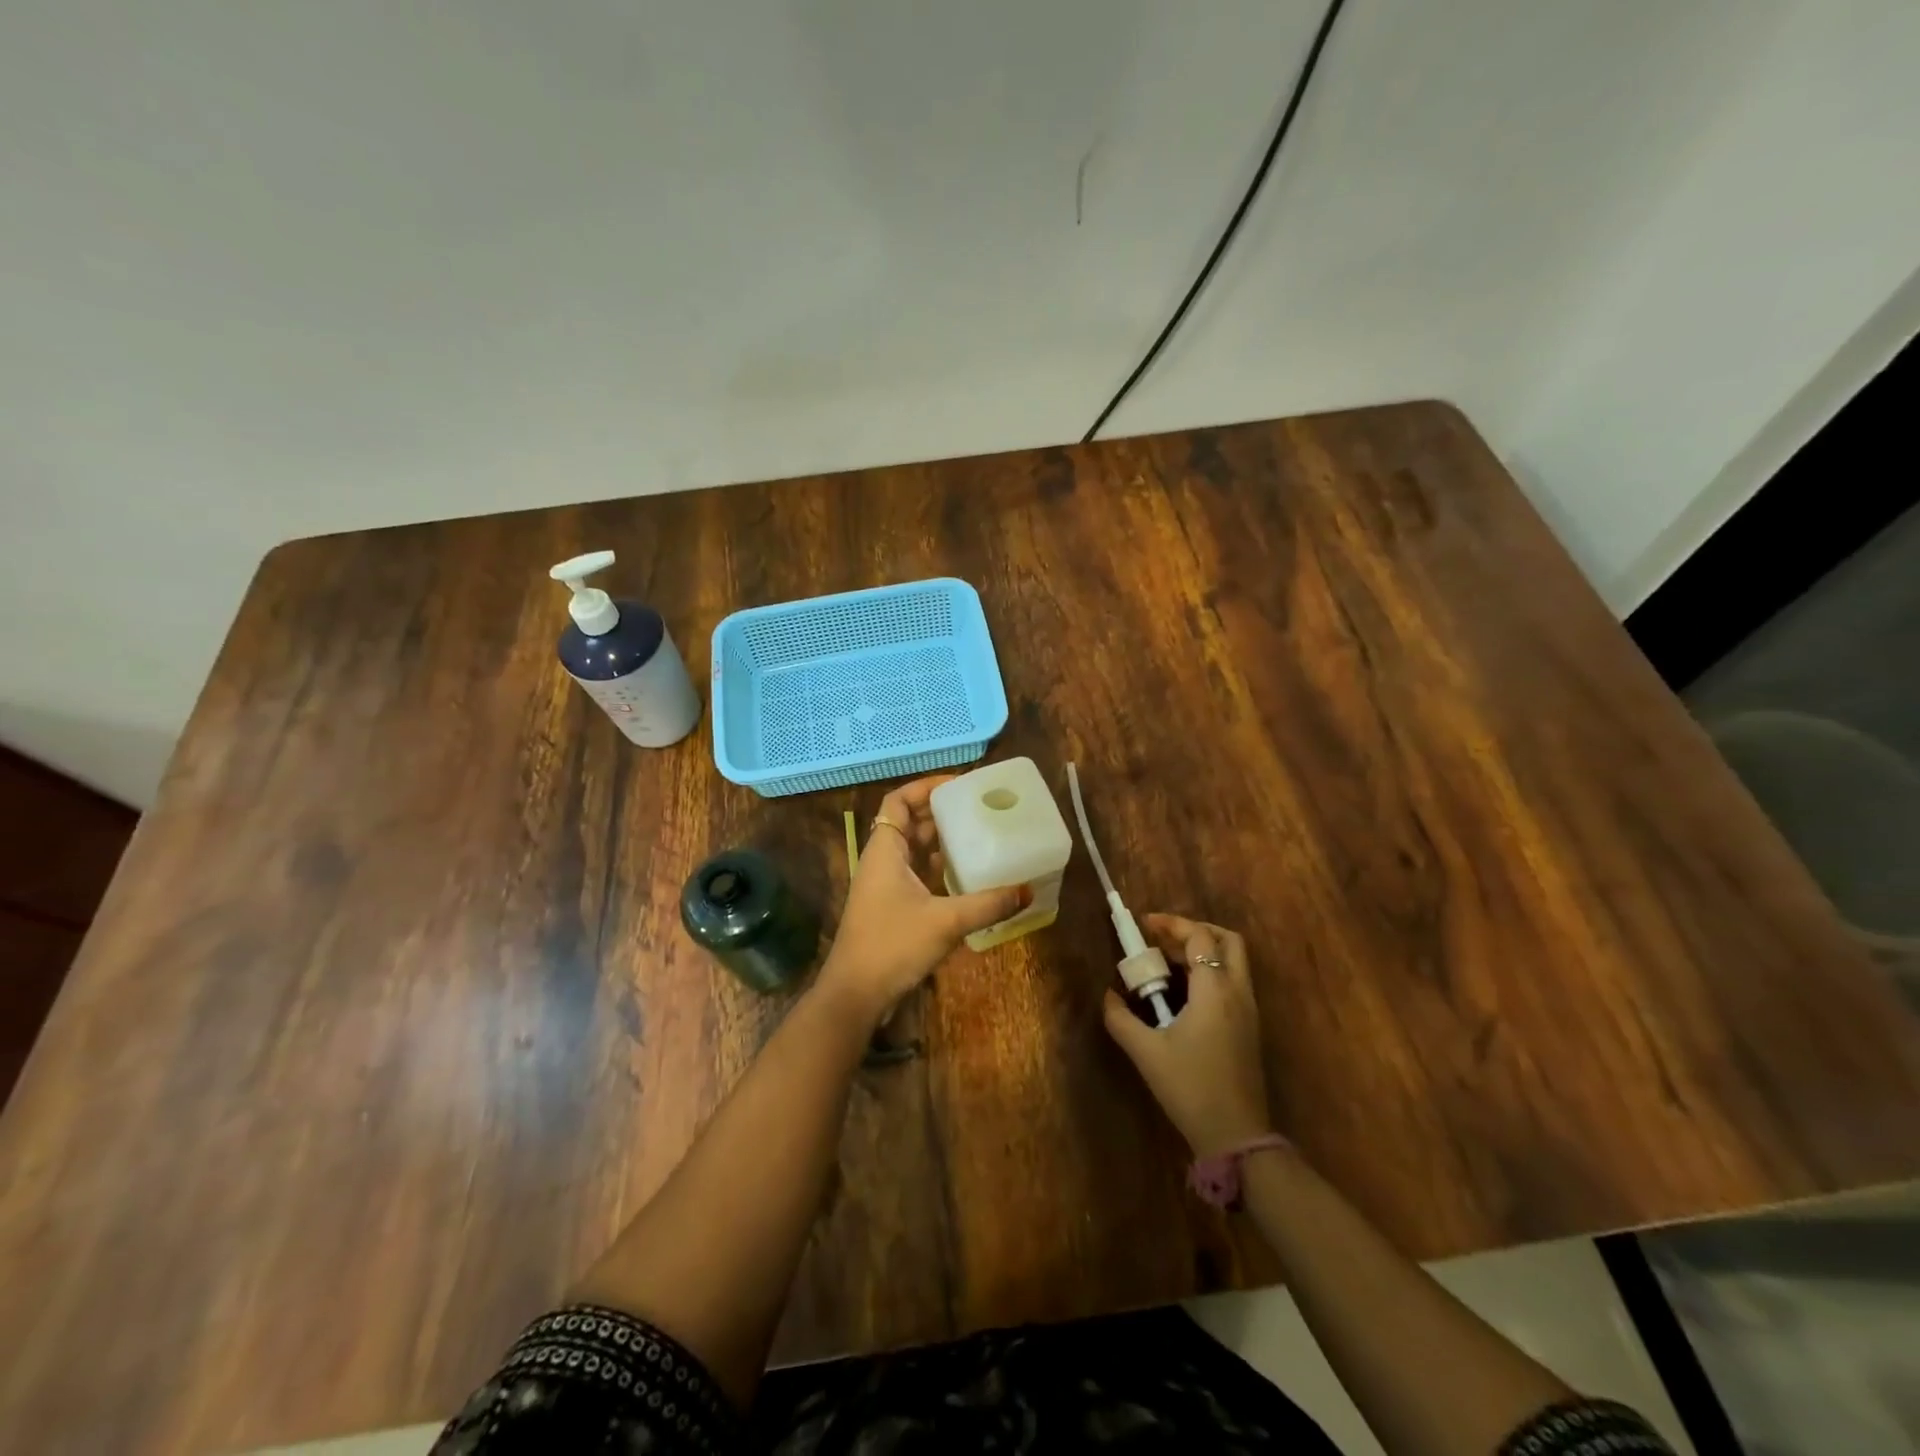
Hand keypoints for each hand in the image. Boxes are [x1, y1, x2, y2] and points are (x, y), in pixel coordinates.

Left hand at [816, 776, 1029, 1021]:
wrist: (855, 995)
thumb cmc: (892, 945)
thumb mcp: (945, 921)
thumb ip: (988, 904)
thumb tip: (1028, 889)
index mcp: (884, 851)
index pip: (898, 801)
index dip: (925, 787)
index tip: (959, 785)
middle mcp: (882, 862)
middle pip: (909, 823)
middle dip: (940, 812)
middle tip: (978, 808)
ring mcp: (885, 886)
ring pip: (914, 851)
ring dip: (940, 841)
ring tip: (978, 834)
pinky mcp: (892, 908)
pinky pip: (917, 875)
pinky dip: (938, 869)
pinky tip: (966, 875)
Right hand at [1103, 914, 1273, 1156]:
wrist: (1236, 1135)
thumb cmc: (1190, 1088)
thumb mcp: (1146, 1052)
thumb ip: (1121, 1019)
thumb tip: (1108, 996)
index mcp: (1214, 991)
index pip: (1199, 937)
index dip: (1172, 924)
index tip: (1144, 925)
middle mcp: (1238, 993)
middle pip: (1227, 940)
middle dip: (1195, 930)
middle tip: (1162, 938)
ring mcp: (1249, 1011)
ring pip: (1234, 961)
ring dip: (1203, 951)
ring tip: (1167, 962)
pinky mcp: (1250, 1028)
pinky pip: (1233, 982)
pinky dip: (1210, 972)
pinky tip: (1183, 992)